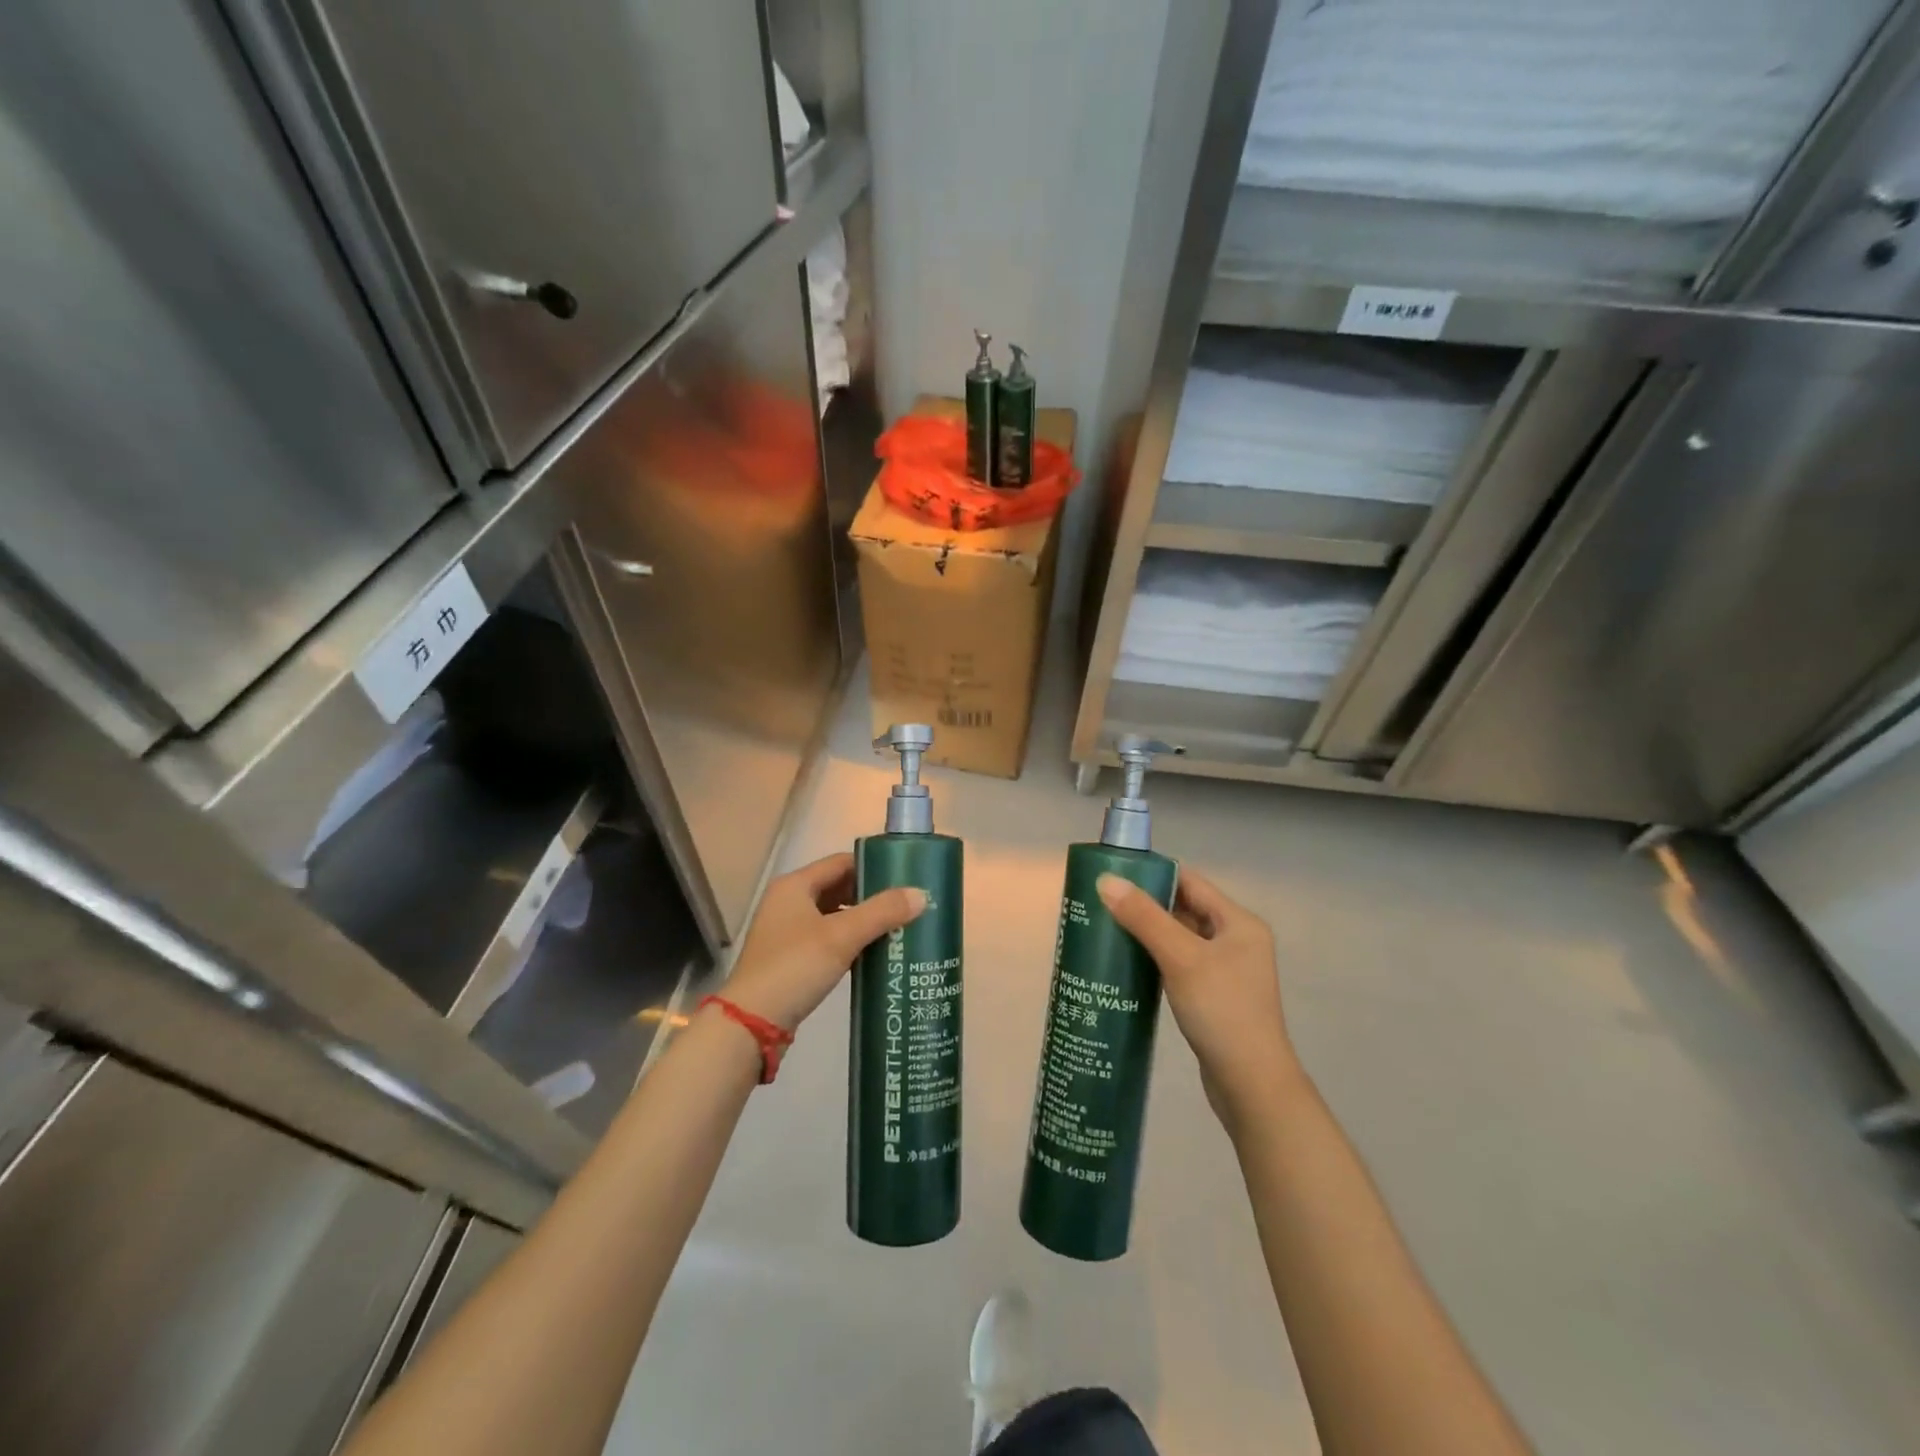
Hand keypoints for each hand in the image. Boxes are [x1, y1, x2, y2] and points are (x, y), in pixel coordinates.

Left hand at [721, 853, 925, 1031]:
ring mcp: (787, 932)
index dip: (873, 867)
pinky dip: (849, 941)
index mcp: (795, 885)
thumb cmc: (795, 967)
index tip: (905, 878)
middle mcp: (788, 902)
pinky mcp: (790, 959)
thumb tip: (921, 894)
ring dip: (862, 921)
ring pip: (833, 915)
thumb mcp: (842, 936)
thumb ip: (882, 912)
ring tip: (897, 929)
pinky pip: (827, 939)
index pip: (841, 862)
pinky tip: (873, 953)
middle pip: (838, 888)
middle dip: (871, 896)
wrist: (751, 1024)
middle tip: (906, 906)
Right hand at [1096, 869, 1302, 1132]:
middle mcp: (1237, 940)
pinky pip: (1180, 963)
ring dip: (1148, 932)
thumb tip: (1105, 880)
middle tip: (1102, 901)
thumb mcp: (1181, 958)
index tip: (1114, 874)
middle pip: (1185, 908)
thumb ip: (1144, 917)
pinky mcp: (1214, 995)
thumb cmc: (1221, 1011)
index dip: (1153, 874)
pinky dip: (1156, 958)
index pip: (1190, 882)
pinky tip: (1127, 962)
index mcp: (1239, 923)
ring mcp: (1226, 970)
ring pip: (1181, 938)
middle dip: (1146, 904)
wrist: (1251, 1085)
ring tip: (1107, 928)